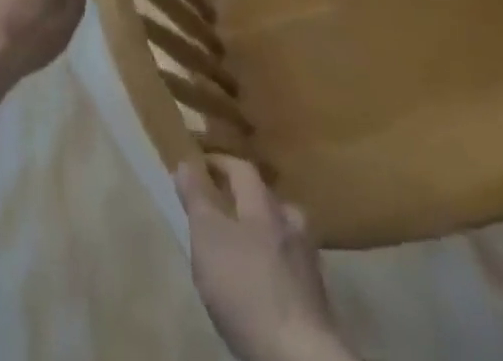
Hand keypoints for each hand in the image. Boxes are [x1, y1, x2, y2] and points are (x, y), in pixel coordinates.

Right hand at [176, 158, 354, 360]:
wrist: (299, 355)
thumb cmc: (246, 287)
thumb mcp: (208, 238)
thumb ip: (197, 198)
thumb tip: (186, 161)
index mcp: (263, 205)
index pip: (242, 169)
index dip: (221, 163)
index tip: (201, 162)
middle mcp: (290, 224)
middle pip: (267, 200)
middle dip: (246, 198)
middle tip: (224, 204)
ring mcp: (307, 262)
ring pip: (283, 233)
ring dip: (263, 233)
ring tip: (242, 245)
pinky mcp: (316, 299)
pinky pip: (290, 266)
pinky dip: (274, 264)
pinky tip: (262, 280)